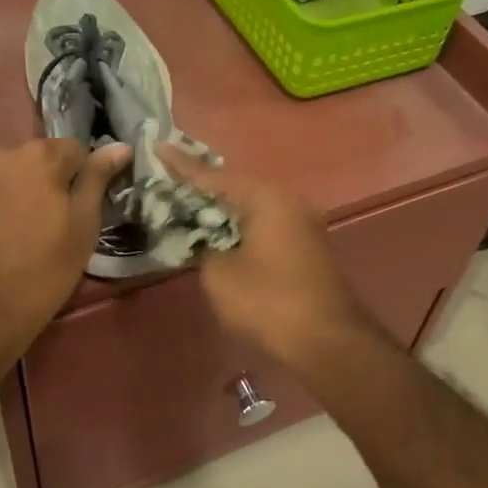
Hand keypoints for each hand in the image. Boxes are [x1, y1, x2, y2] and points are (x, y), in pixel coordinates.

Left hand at [0, 139, 131, 367]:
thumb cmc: (42, 272)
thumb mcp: (83, 227)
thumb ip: (98, 179)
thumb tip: (121, 146)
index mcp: (37, 156)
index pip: (76, 151)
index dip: (83, 180)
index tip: (81, 210)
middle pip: (38, 161)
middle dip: (49, 184)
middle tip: (53, 225)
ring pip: (9, 176)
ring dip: (19, 193)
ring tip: (22, 233)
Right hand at [161, 148, 375, 371]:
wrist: (328, 341)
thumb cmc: (269, 301)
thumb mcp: (220, 275)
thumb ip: (203, 249)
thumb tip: (206, 243)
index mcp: (265, 198)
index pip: (214, 176)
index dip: (182, 165)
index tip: (158, 146)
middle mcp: (288, 201)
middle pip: (236, 187)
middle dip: (203, 187)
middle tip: (169, 178)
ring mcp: (302, 224)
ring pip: (252, 207)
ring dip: (222, 209)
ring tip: (188, 205)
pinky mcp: (307, 247)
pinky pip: (265, 225)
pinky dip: (240, 227)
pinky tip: (220, 234)